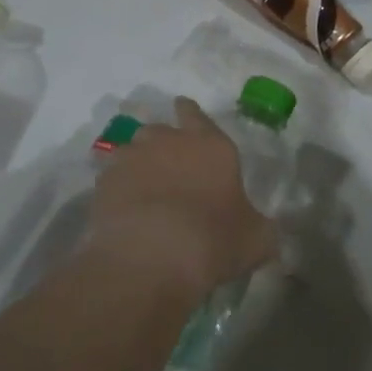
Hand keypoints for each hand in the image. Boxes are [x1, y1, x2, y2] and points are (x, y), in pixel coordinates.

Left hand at [87, 97, 279, 302]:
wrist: (149, 258)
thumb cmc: (212, 241)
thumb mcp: (256, 240)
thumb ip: (261, 227)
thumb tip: (267, 230)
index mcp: (211, 145)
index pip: (197, 114)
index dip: (190, 113)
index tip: (184, 112)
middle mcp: (169, 140)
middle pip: (161, 130)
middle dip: (163, 143)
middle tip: (169, 167)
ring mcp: (132, 157)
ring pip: (132, 150)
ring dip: (138, 163)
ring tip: (142, 188)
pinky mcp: (104, 181)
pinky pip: (111, 177)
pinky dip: (117, 188)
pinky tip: (123, 209)